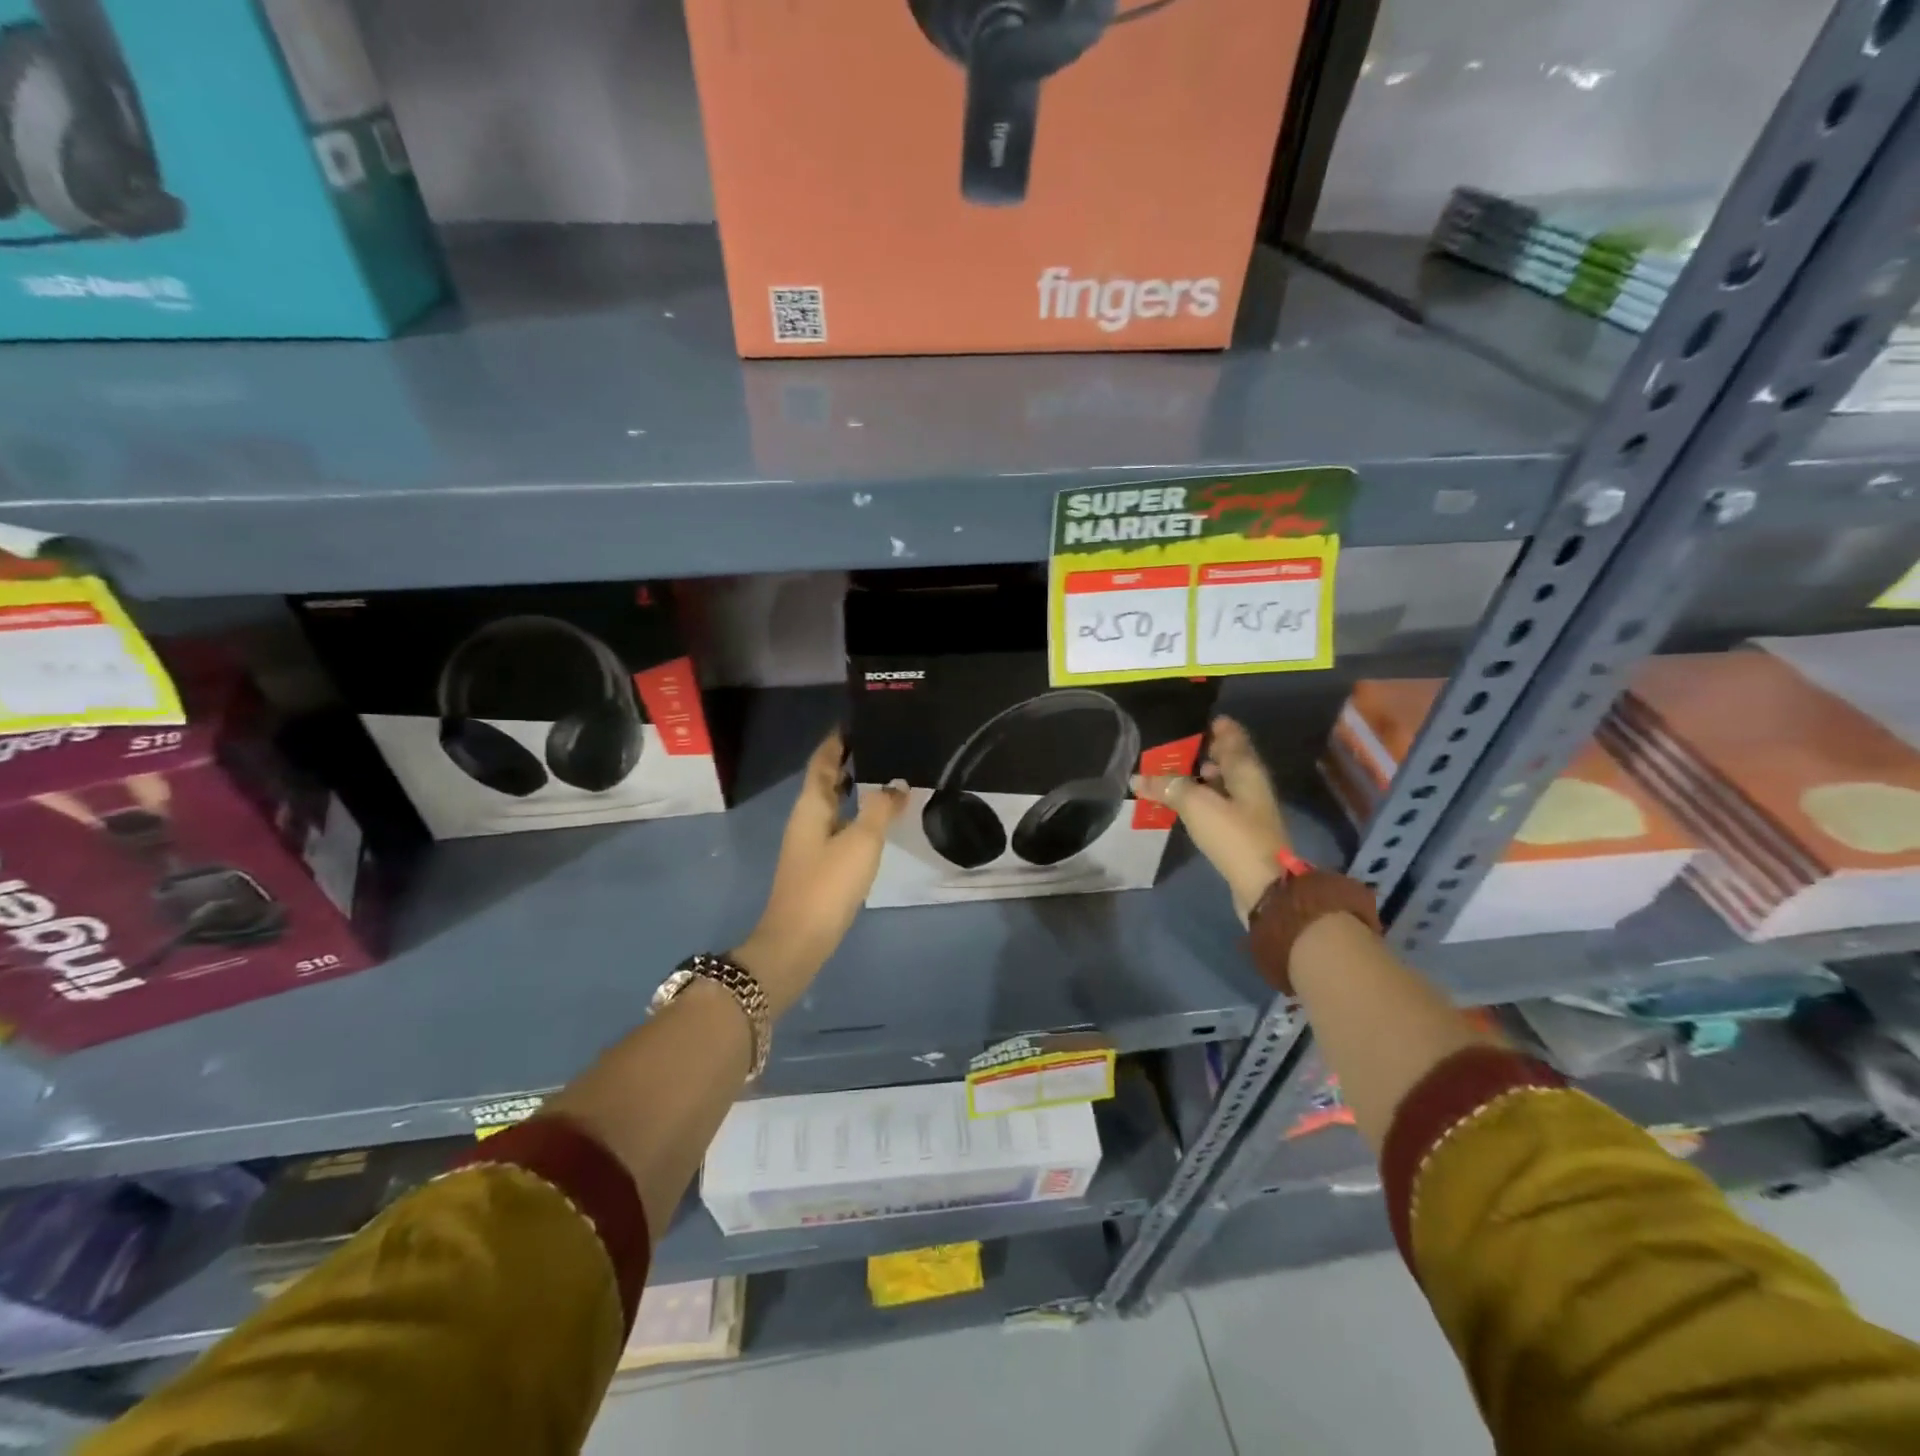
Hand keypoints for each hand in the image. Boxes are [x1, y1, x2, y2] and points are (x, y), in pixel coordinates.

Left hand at [733, 731, 905, 1013]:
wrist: (798, 940)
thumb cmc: (827, 884)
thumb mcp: (861, 842)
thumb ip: (881, 808)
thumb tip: (898, 783)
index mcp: (811, 805)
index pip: (823, 760)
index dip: (837, 739)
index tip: (858, 720)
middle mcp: (807, 817)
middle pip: (826, 779)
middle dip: (849, 760)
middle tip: (881, 743)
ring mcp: (810, 841)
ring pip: (833, 803)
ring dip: (854, 786)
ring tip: (885, 773)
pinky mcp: (818, 863)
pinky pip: (839, 824)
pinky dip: (856, 812)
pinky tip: (876, 819)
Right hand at [1133, 716, 1292, 924]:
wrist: (1264, 886)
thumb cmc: (1233, 835)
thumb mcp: (1196, 805)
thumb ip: (1168, 787)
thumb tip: (1138, 777)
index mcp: (1246, 771)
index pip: (1234, 740)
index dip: (1221, 728)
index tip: (1205, 719)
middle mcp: (1251, 786)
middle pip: (1231, 762)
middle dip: (1209, 752)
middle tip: (1182, 745)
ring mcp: (1250, 811)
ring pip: (1226, 785)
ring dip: (1205, 778)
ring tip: (1178, 773)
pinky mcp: (1242, 833)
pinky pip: (1220, 806)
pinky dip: (1204, 800)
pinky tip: (1187, 805)